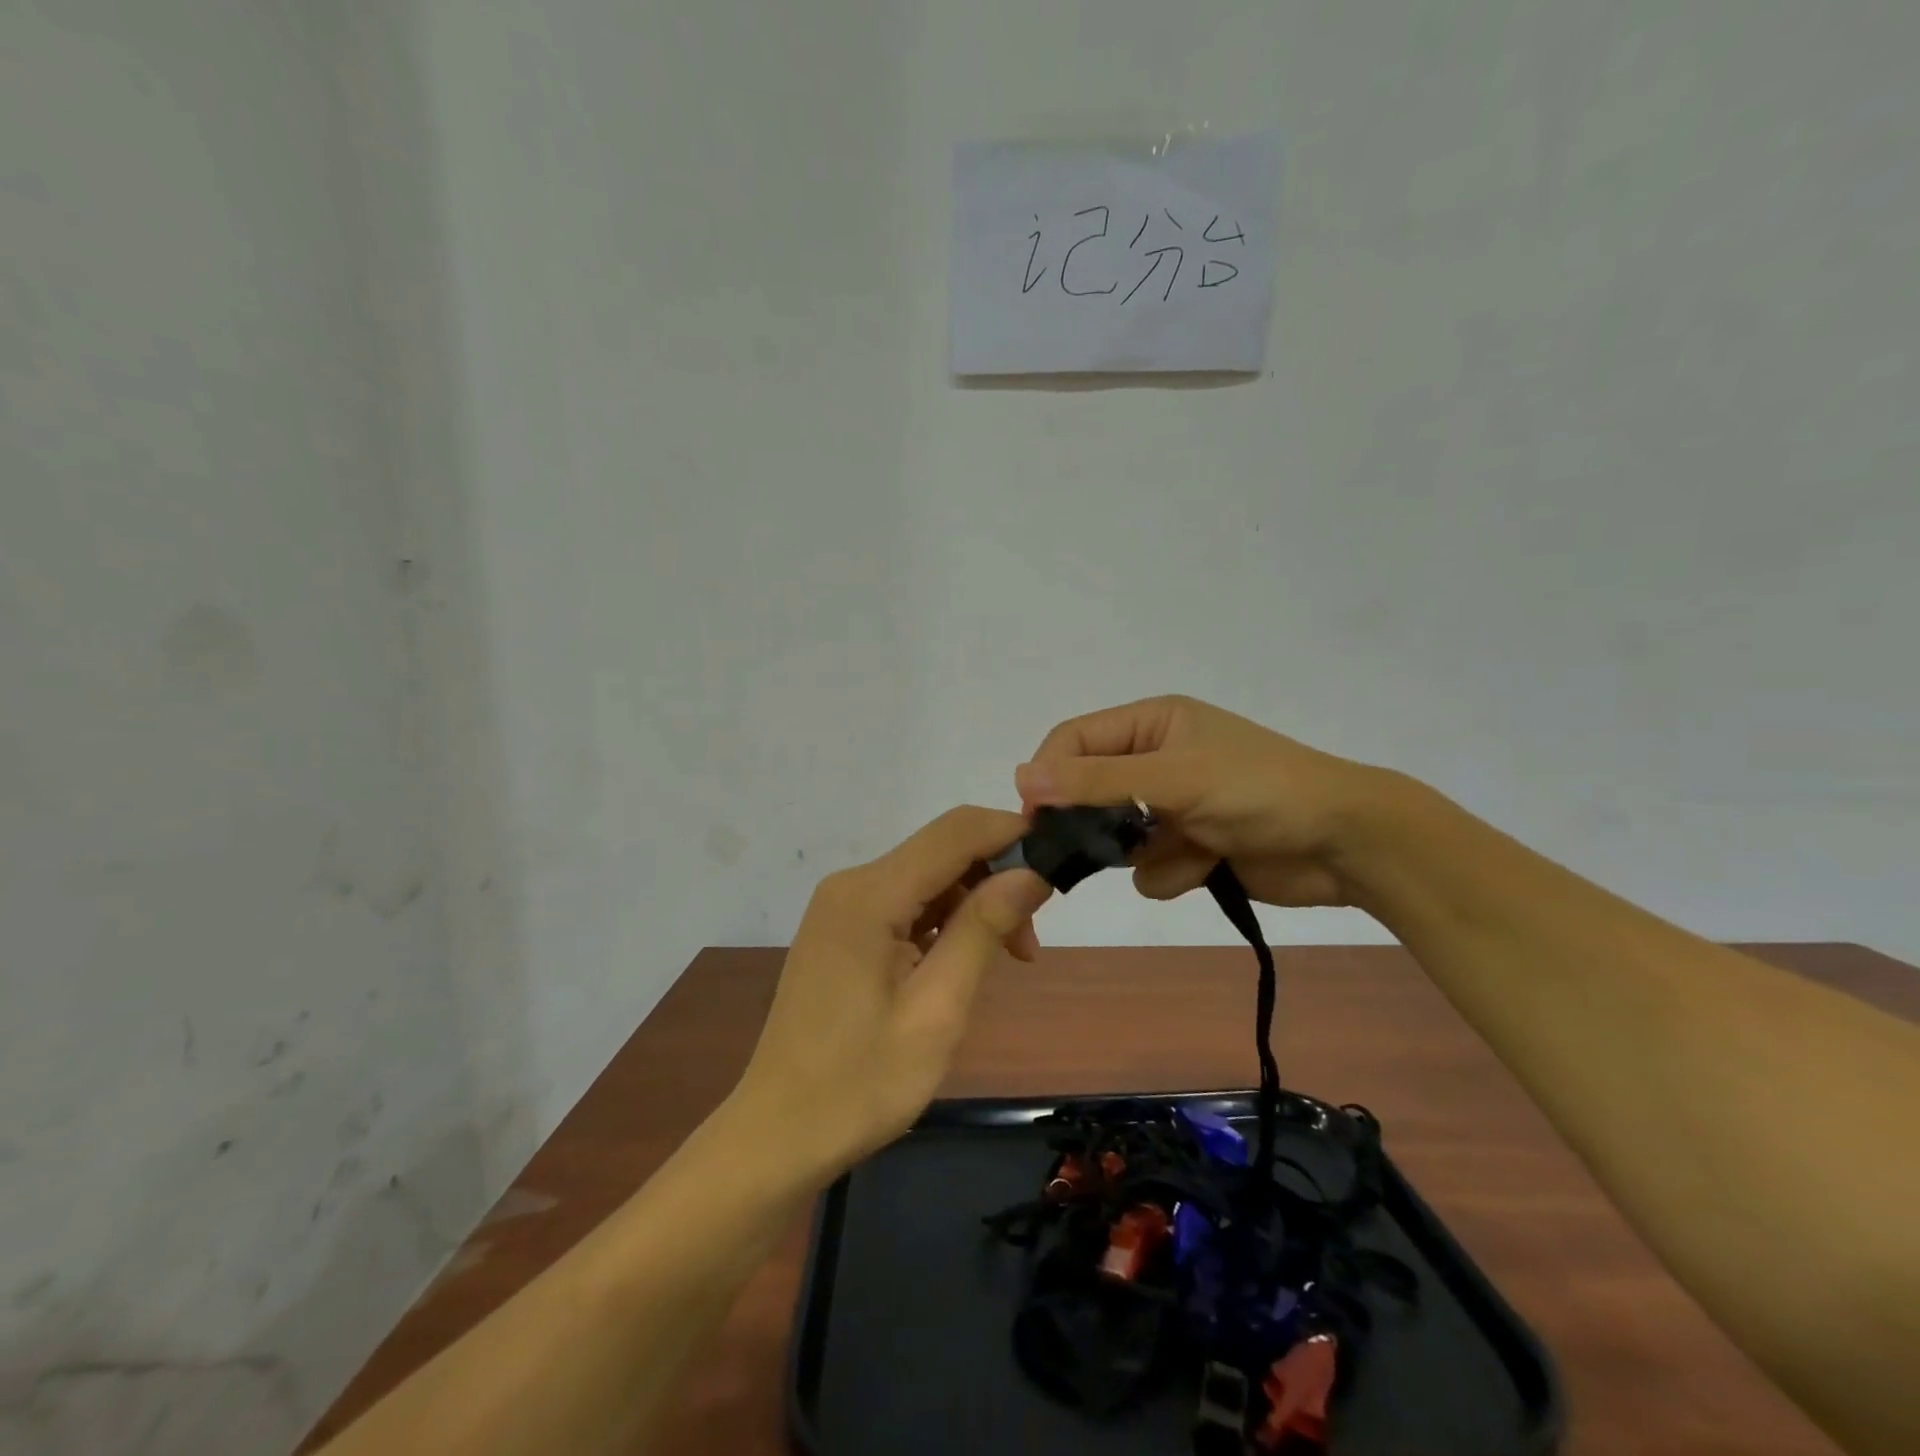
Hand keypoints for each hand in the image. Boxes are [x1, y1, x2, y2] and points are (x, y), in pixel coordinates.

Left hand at [730, 807, 1052, 1175]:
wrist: (778, 1134)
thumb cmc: (861, 1083)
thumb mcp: (937, 1009)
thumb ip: (982, 929)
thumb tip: (1032, 871)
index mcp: (870, 895)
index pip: (957, 830)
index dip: (1013, 833)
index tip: (1060, 864)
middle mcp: (852, 883)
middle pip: (943, 850)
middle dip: (997, 878)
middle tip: (1028, 945)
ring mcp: (842, 905)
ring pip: (929, 876)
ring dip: (974, 904)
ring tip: (1004, 961)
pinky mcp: (842, 927)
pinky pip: (906, 902)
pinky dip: (944, 920)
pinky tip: (959, 963)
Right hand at [1015, 695, 1388, 908]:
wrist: (1346, 844)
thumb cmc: (1260, 790)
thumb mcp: (1175, 777)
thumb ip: (1097, 780)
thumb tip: (1021, 776)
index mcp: (1153, 723)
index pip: (1075, 740)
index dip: (1051, 774)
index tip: (1035, 818)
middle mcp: (1157, 759)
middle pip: (1091, 791)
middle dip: (1098, 822)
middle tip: (1100, 848)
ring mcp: (1174, 805)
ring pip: (1117, 838)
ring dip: (1145, 852)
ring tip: (1188, 848)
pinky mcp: (1191, 846)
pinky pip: (1150, 866)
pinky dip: (1174, 871)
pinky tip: (1209, 866)